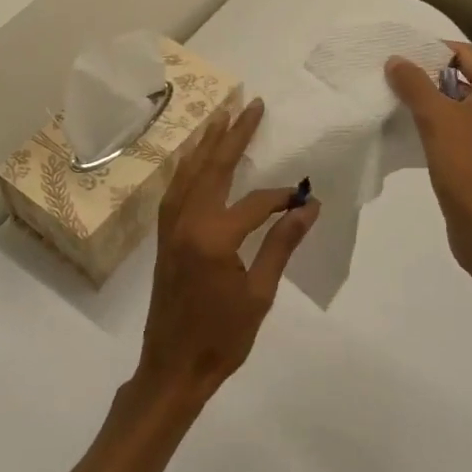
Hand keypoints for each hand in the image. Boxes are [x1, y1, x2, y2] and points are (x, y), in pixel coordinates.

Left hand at [137, 98, 319, 405]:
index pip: (255, 202)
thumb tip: (308, 207)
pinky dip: (188, 166)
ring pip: (190, 171)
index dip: (281, 197)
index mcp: (214, 237)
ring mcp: (171, 225)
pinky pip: (176, 188)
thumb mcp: (260, 294)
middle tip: (252, 105)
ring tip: (222, 115)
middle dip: (235, 134)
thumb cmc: (222, 336)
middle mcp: (187, 221)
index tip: (304, 197)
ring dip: (207, 142)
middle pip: (214, 167)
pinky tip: (196, 156)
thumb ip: (281, 245)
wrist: (173, 366)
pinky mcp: (164, 233)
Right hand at [386, 42, 471, 280]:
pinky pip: (467, 131)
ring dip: (437, 102)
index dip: (436, 50)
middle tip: (398, 78)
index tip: (404, 55)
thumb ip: (414, 84)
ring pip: (466, 107)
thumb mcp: (435, 119)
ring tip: (403, 103)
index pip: (469, 56)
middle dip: (433, 76)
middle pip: (468, 79)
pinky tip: (420, 135)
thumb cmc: (467, 168)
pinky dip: (445, 126)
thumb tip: (397, 60)